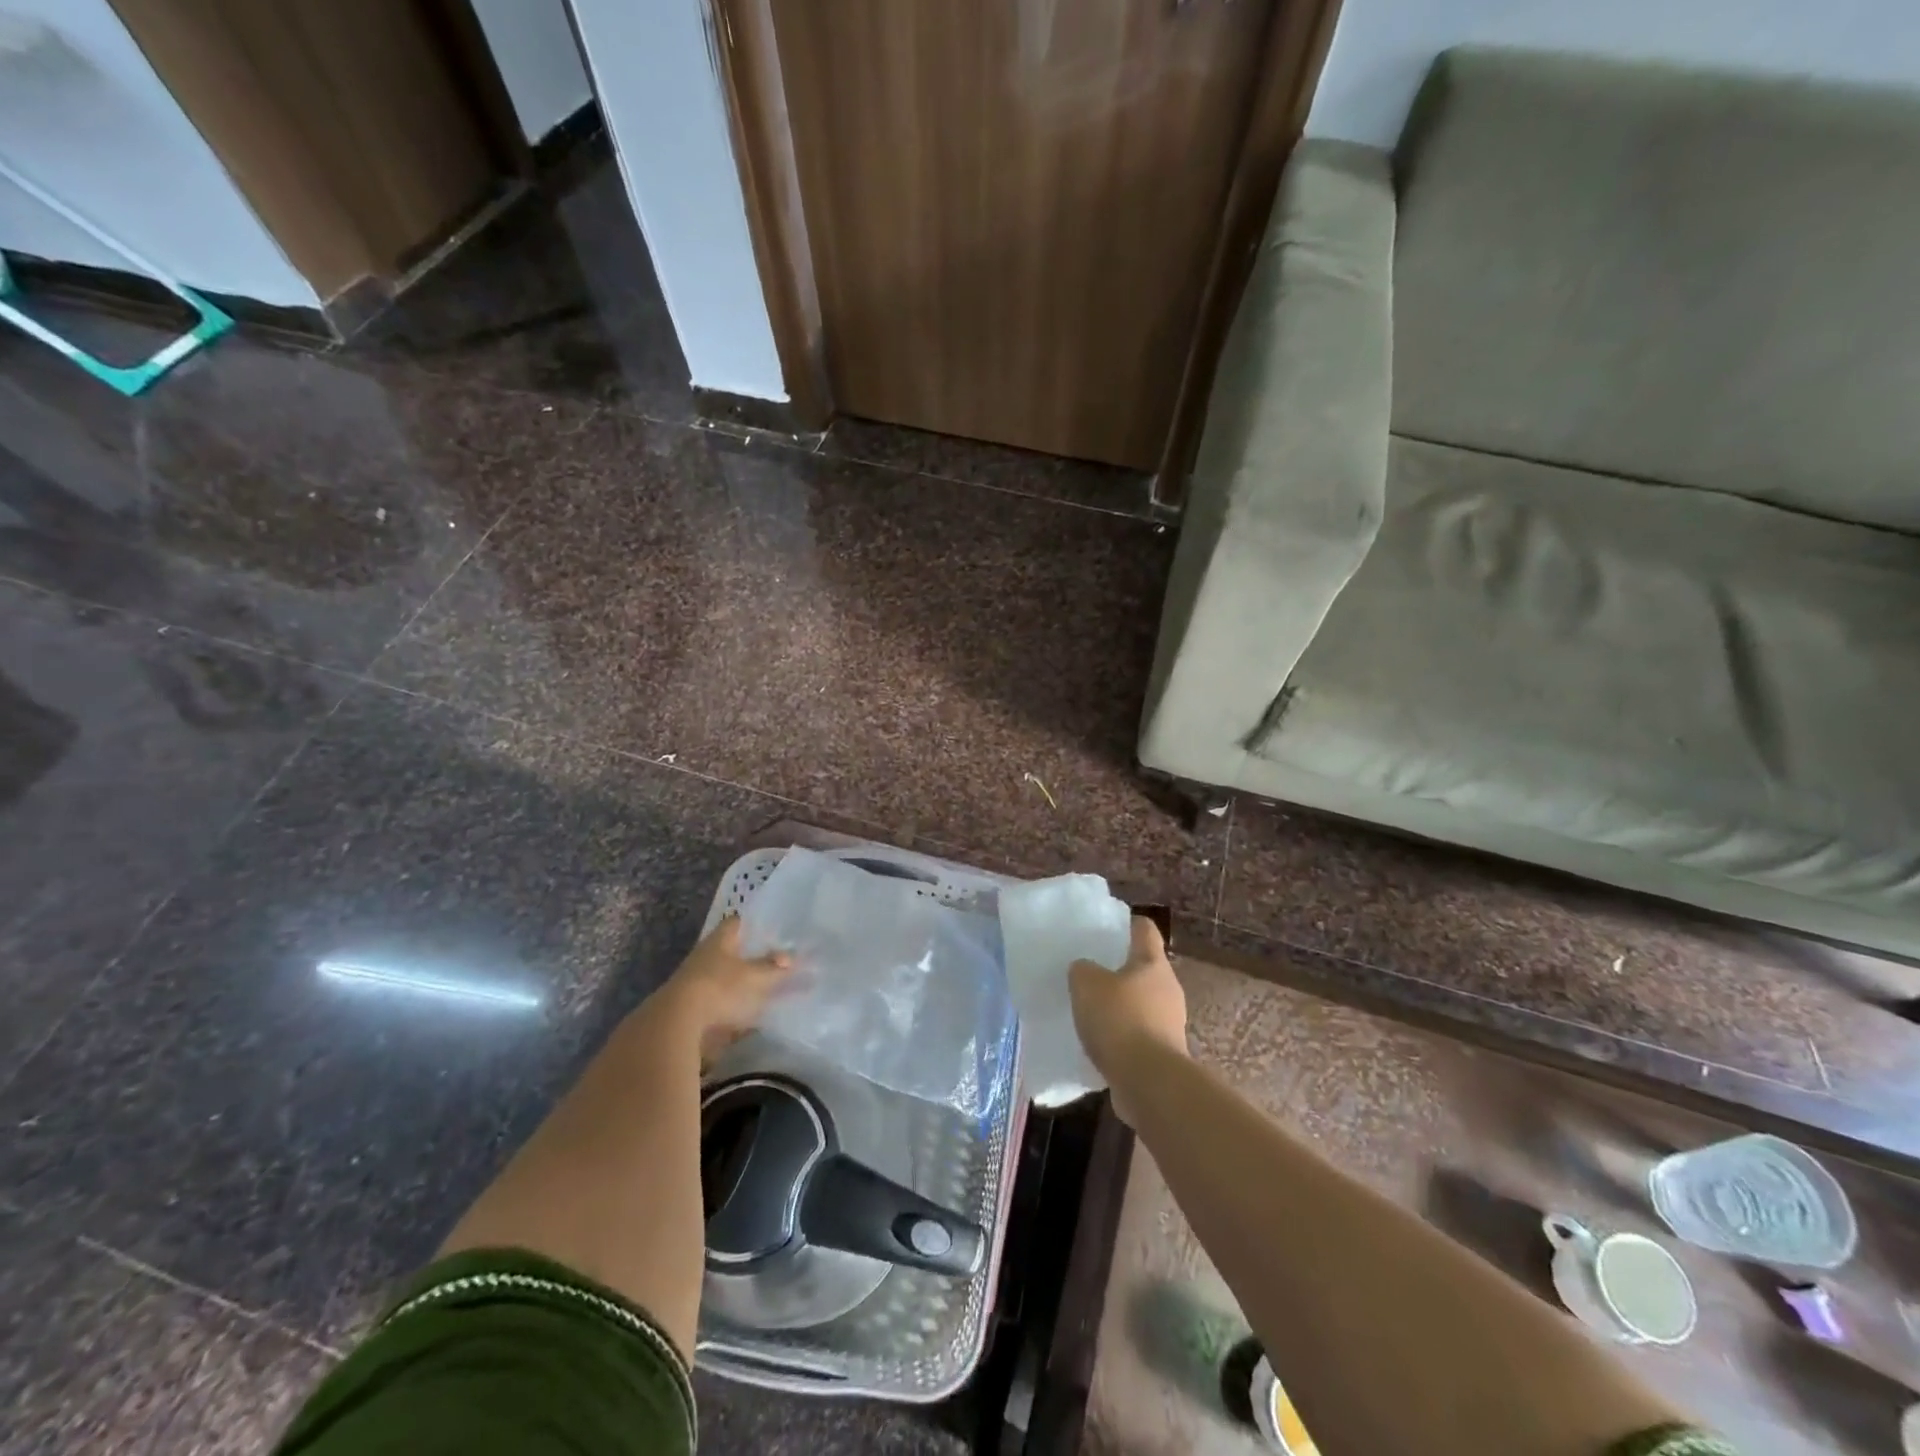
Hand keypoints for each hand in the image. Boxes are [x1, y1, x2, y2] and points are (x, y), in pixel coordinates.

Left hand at [656, 916, 792, 1062]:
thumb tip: (791, 957)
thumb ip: (774, 967)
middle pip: (732, 951)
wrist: (677, 1025)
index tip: (772, 929)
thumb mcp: (754, 977)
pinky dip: (736, 1007)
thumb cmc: (719, 988)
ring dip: (744, 983)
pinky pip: (721, 1002)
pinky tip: (752, 1015)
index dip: (754, 924)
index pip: (737, 923)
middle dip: (752, 956)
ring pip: (727, 978)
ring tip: (769, 989)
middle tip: (776, 960)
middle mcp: (706, 957)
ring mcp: (697, 983)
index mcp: (719, 941)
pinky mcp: (694, 1008)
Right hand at [1069, 916, 1186, 1108]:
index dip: (1127, 924)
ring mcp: (1170, 1023)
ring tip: (1091, 1011)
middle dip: (1119, 969)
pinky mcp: (1164, 1053)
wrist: (1148, 1082)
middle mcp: (1167, 988)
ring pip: (1142, 1003)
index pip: (1144, 930)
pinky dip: (1122, 1036)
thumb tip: (1085, 969)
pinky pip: (1139, 1035)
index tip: (1107, 927)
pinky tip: (1100, 1043)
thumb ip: (1082, 970)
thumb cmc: (1120, 1020)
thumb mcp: (1086, 984)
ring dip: (1121, 1006)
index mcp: (1152, 963)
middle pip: (1144, 968)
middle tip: (1090, 972)